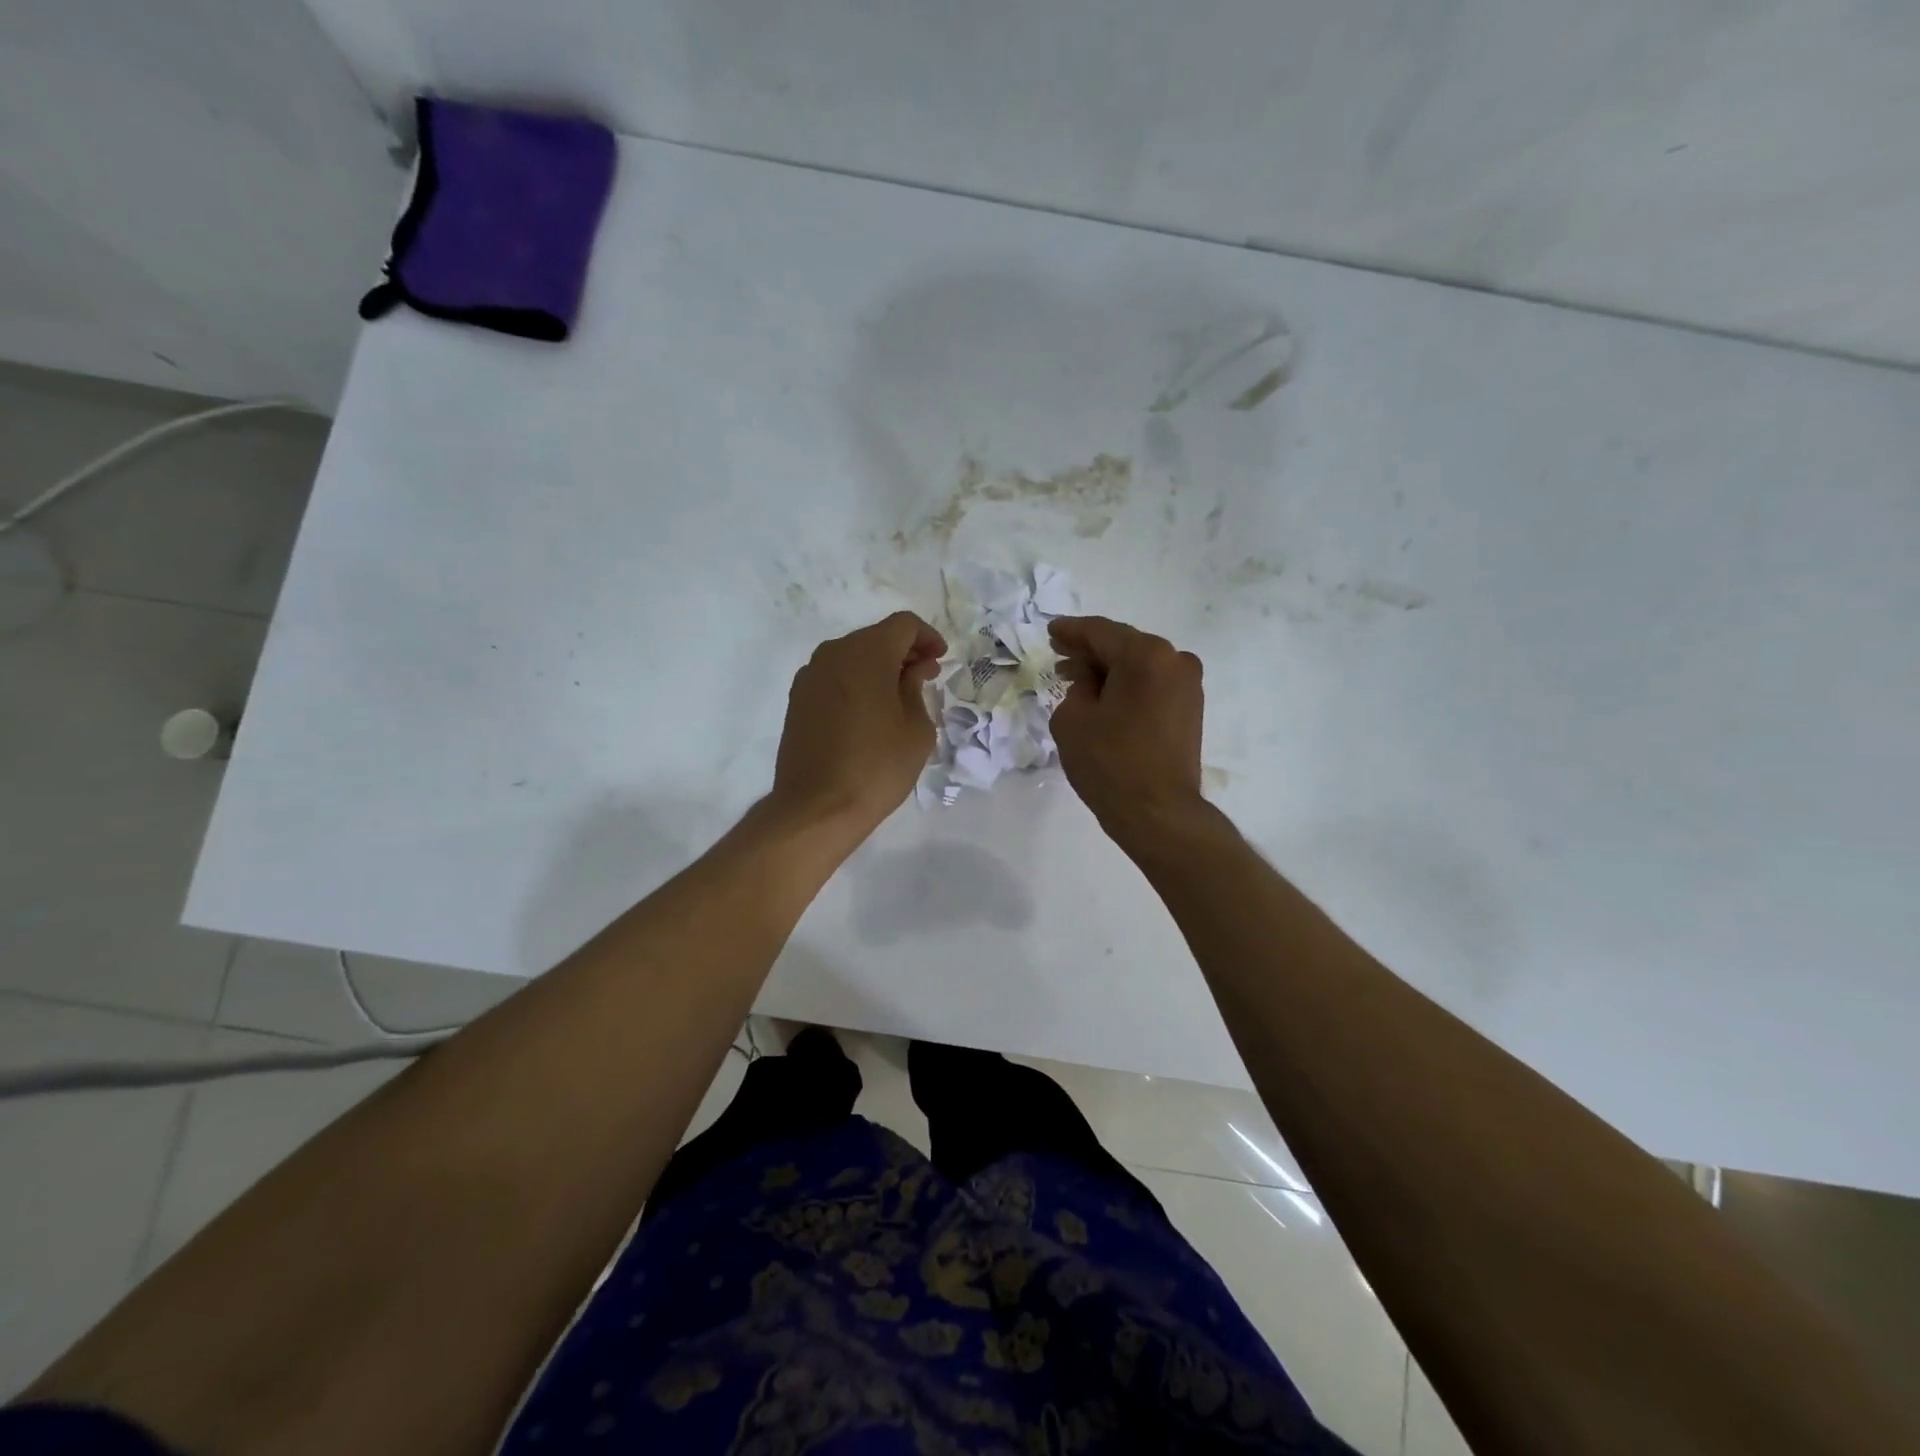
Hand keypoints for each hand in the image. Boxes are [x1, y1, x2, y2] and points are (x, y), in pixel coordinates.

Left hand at [770, 611, 946, 843]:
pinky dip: (855, 682)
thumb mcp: (916, 728)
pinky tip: (868, 711)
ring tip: (898, 696)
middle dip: (903, 651)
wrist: (817, 807)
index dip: (927, 637)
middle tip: (925, 677)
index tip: (940, 659)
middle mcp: (834, 653)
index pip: (904, 625)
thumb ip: (917, 689)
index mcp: (867, 653)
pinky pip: (834, 677)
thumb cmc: (877, 766)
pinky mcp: (798, 700)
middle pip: (875, 637)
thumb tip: (913, 670)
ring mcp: (810, 676)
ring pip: (852, 656)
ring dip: (878, 667)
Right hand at [1049, 616, 1205, 838]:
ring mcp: (1188, 685)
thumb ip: (1077, 687)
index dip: (1071, 632)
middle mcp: (1174, 660)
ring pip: (1139, 666)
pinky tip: (1104, 698)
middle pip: (1123, 646)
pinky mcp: (1190, 709)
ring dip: (1108, 671)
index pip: (1100, 632)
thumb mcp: (1072, 719)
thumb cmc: (1110, 762)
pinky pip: (1152, 685)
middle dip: (1090, 652)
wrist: (1158, 813)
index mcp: (1146, 655)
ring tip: (1077, 681)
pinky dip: (1127, 686)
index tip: (1051, 631)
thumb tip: (1093, 684)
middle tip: (1060, 657)